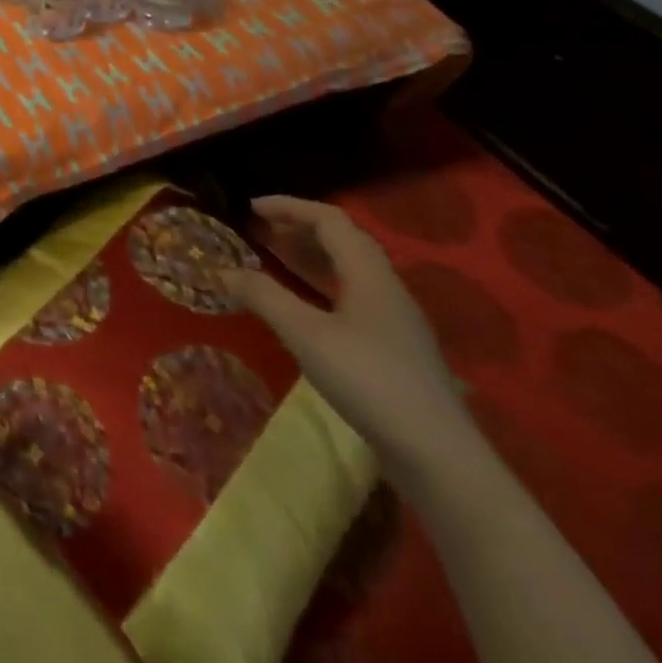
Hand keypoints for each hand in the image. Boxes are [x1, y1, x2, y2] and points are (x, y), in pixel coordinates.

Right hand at [221, 196, 473, 480]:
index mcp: (370, 274)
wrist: (438, 456)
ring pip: (349, 269)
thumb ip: (264, 297)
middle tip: (259, 231)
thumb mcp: (306, 335)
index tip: (250, 208)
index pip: (329, 220)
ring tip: (274, 258)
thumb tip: (223, 270)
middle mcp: (387, 288)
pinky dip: (321, 284)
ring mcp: (395, 320)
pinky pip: (352, 295)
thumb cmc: (369, 381)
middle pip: (343, 240)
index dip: (289, 207)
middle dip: (299, 228)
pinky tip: (304, 306)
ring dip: (311, 255)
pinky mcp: (395, 348)